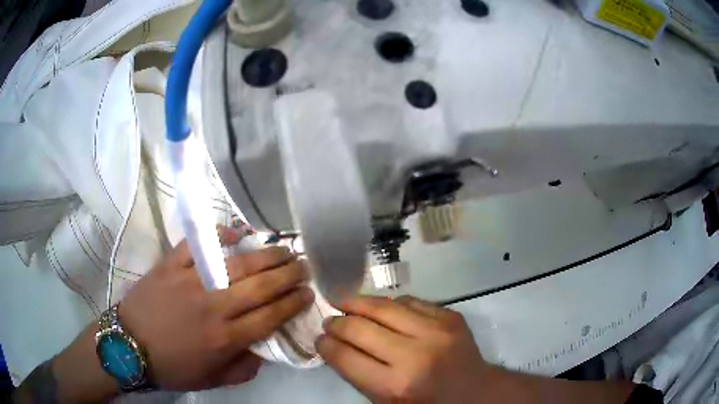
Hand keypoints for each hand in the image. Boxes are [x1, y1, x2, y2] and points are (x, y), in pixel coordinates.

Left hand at [119, 227, 314, 390]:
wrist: (128, 346)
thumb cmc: (172, 367)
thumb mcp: (212, 380)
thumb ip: (243, 368)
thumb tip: (263, 349)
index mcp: (225, 338)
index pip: (270, 316)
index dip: (293, 303)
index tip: (308, 293)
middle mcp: (214, 307)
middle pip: (261, 286)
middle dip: (288, 274)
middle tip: (304, 265)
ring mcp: (191, 281)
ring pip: (237, 264)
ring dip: (266, 255)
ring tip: (283, 249)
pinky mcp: (171, 265)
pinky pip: (199, 245)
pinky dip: (219, 236)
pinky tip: (236, 232)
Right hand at [317, 296, 489, 402]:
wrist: (475, 391)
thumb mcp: (387, 402)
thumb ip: (359, 374)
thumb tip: (334, 344)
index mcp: (396, 386)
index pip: (346, 357)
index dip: (326, 344)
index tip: (319, 338)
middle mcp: (415, 355)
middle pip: (360, 328)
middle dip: (337, 322)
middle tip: (329, 320)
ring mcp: (437, 331)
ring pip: (384, 306)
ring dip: (357, 303)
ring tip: (344, 302)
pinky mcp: (450, 316)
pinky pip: (409, 301)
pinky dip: (389, 304)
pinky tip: (379, 308)